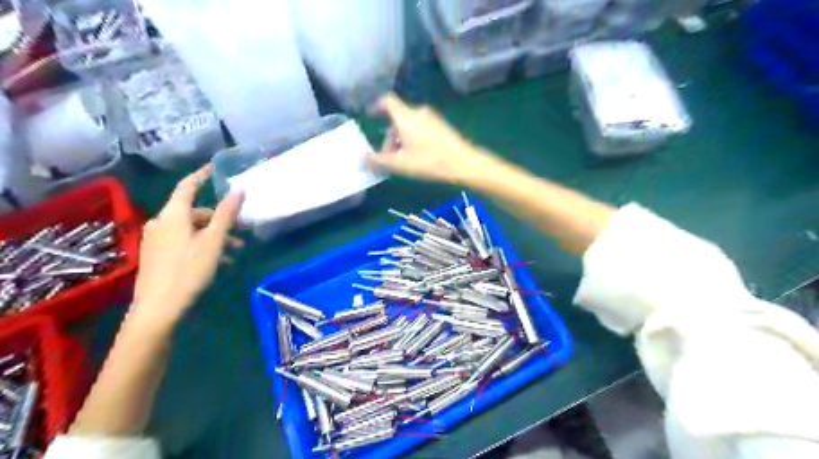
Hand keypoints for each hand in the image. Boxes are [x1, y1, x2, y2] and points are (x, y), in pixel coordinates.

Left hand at [132, 165, 241, 325]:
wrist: (158, 309)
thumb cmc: (189, 270)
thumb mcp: (214, 241)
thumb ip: (226, 214)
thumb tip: (238, 189)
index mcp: (172, 215)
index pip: (188, 186)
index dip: (202, 175)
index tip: (216, 167)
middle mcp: (161, 222)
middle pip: (194, 211)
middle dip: (220, 218)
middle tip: (242, 229)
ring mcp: (156, 240)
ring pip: (191, 228)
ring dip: (215, 235)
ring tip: (235, 251)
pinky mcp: (157, 255)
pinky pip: (184, 241)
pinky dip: (202, 244)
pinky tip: (218, 260)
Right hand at [370, 93, 498, 186]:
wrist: (463, 163)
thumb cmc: (429, 162)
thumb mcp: (400, 164)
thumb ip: (379, 160)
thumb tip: (362, 157)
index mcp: (406, 117)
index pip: (387, 101)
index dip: (376, 106)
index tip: (370, 117)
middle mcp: (419, 113)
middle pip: (397, 119)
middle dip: (389, 138)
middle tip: (389, 158)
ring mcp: (432, 119)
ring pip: (409, 126)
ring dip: (401, 141)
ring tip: (403, 161)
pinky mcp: (441, 127)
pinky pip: (421, 129)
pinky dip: (413, 140)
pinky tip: (418, 157)